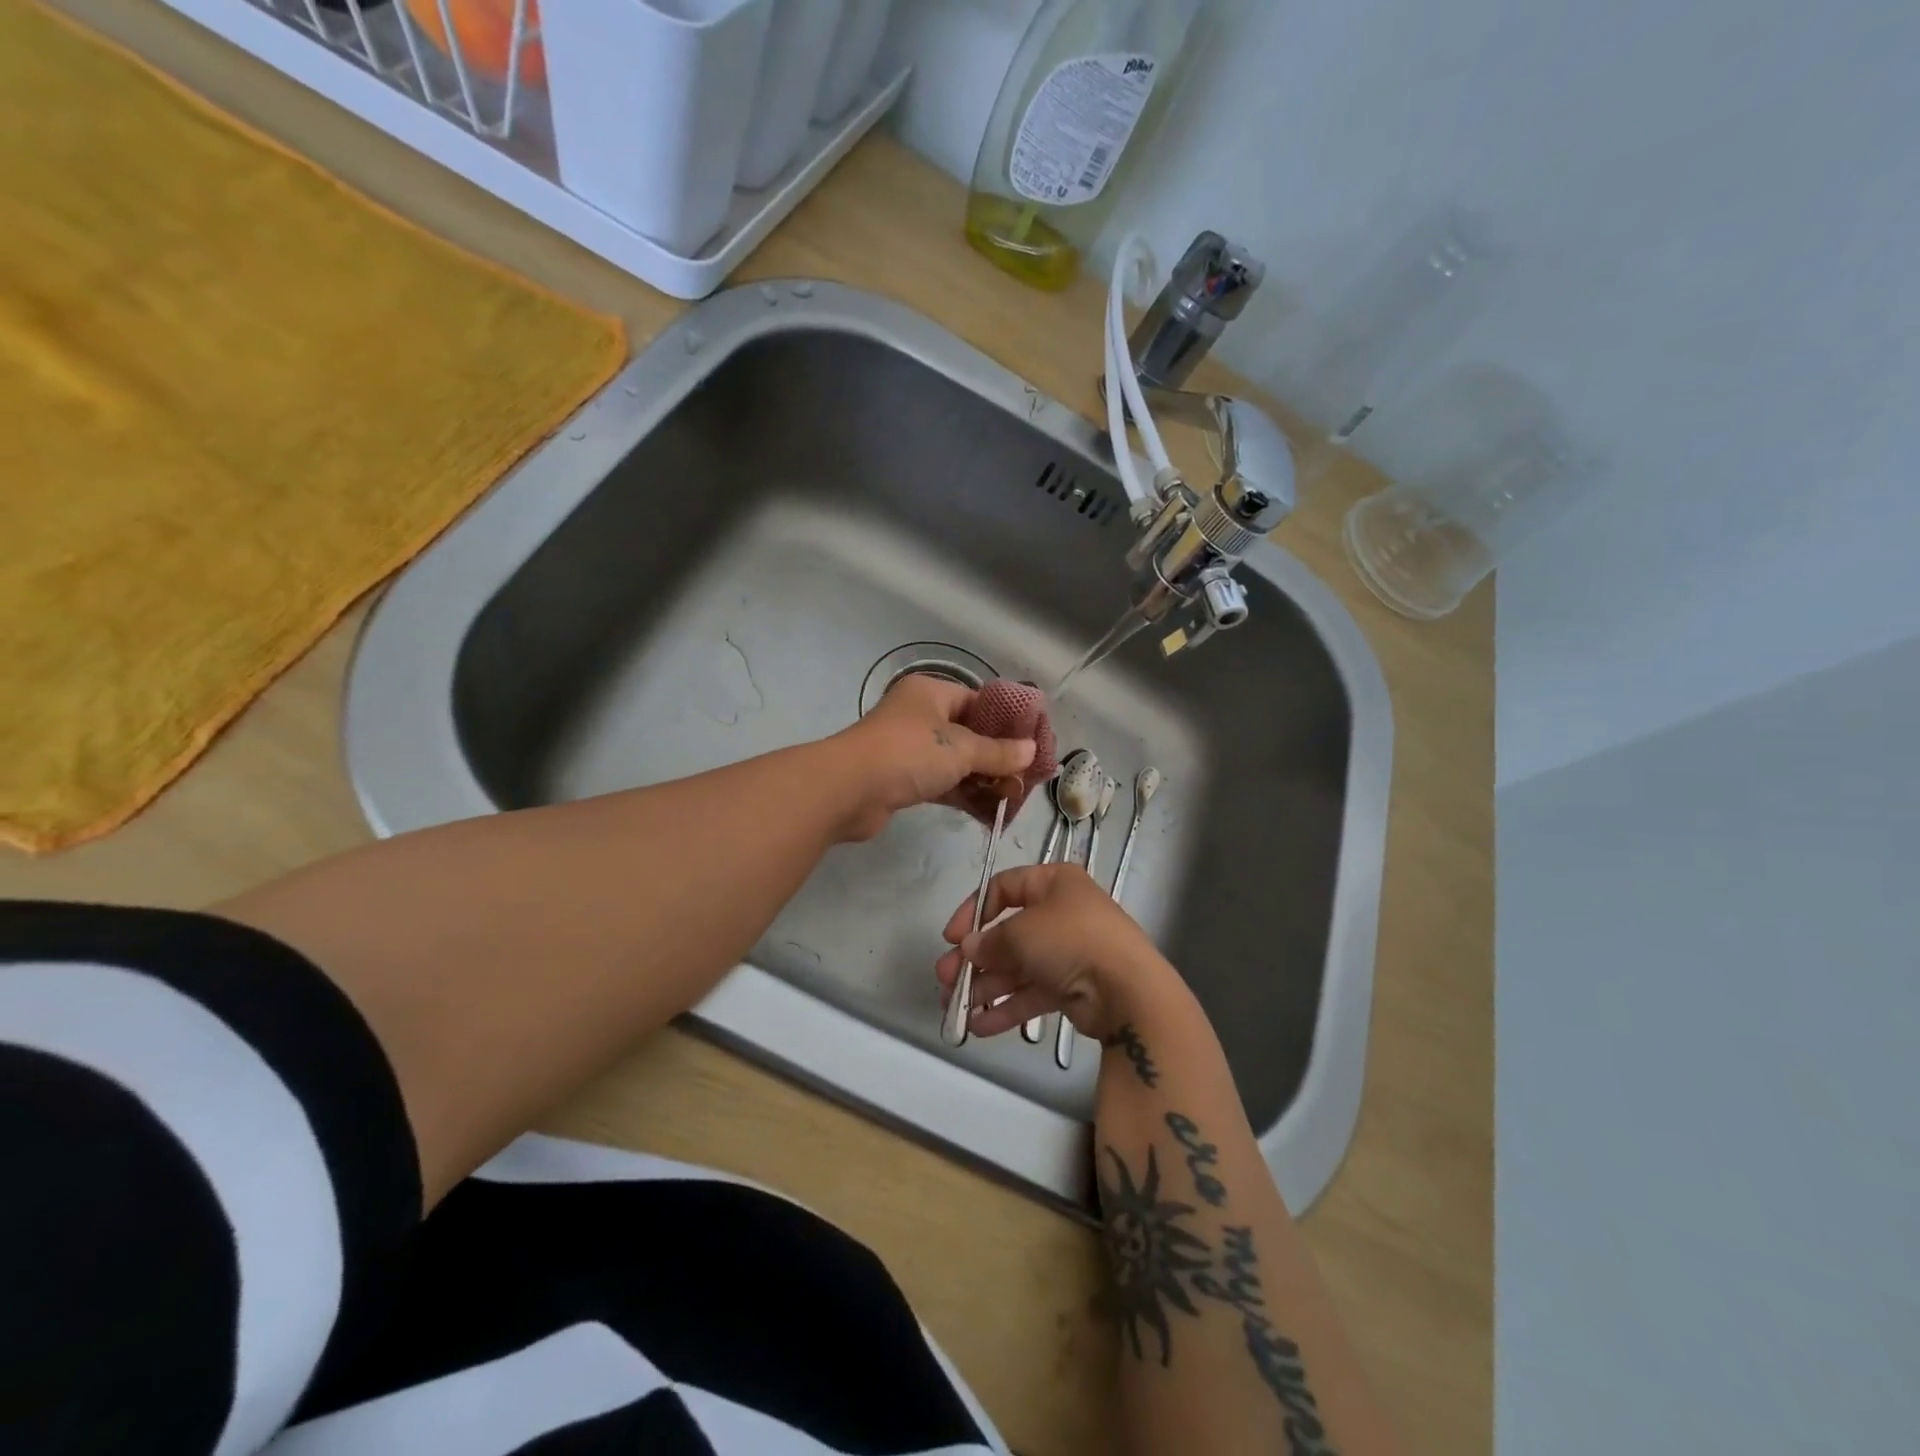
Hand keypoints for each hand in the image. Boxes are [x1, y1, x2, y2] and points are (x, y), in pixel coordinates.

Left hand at [828, 674, 1036, 841]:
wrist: (848, 790)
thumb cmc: (908, 754)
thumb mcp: (961, 749)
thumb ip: (998, 752)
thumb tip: (1031, 750)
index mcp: (932, 693)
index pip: (979, 701)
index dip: (1008, 722)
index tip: (1035, 742)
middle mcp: (920, 716)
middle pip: (970, 734)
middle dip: (999, 757)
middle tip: (1029, 776)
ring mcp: (910, 749)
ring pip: (957, 762)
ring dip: (984, 780)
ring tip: (1016, 798)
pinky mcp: (903, 779)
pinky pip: (943, 783)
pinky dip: (965, 795)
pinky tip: (992, 812)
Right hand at [934, 863, 1170, 1040]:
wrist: (1128, 990)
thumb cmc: (1071, 940)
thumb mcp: (1021, 932)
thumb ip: (990, 941)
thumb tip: (969, 948)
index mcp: (1055, 883)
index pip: (1004, 887)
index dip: (974, 910)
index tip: (951, 937)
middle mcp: (1062, 913)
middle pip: (1008, 933)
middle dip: (974, 958)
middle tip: (945, 978)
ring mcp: (1070, 952)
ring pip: (1018, 967)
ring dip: (985, 986)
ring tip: (955, 1008)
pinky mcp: (1075, 987)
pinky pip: (1033, 993)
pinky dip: (1007, 1007)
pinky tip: (979, 1026)